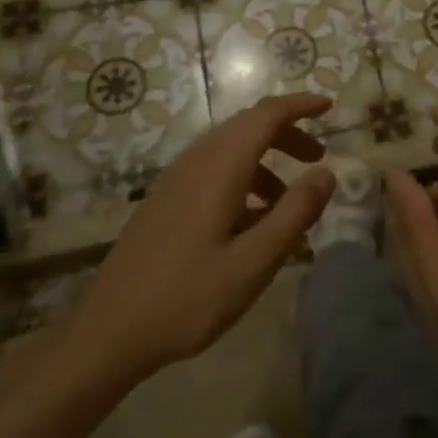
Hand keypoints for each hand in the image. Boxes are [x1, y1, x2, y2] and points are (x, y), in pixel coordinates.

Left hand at [50, 93, 334, 387]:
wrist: (108, 331)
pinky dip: (244, 176)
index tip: (329, 107)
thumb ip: (294, 214)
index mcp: (220, 166)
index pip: (267, 114)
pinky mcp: (167, 198)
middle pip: (249, 125)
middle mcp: (198, 160)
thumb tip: (327, 173)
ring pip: (231, 147)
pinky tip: (251, 220)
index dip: (300, 105)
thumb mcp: (252, 263)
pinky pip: (214, 168)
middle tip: (318, 158)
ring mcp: (177, 178)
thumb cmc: (187, 298)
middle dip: (288, 133)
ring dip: (266, 158)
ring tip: (289, 199)